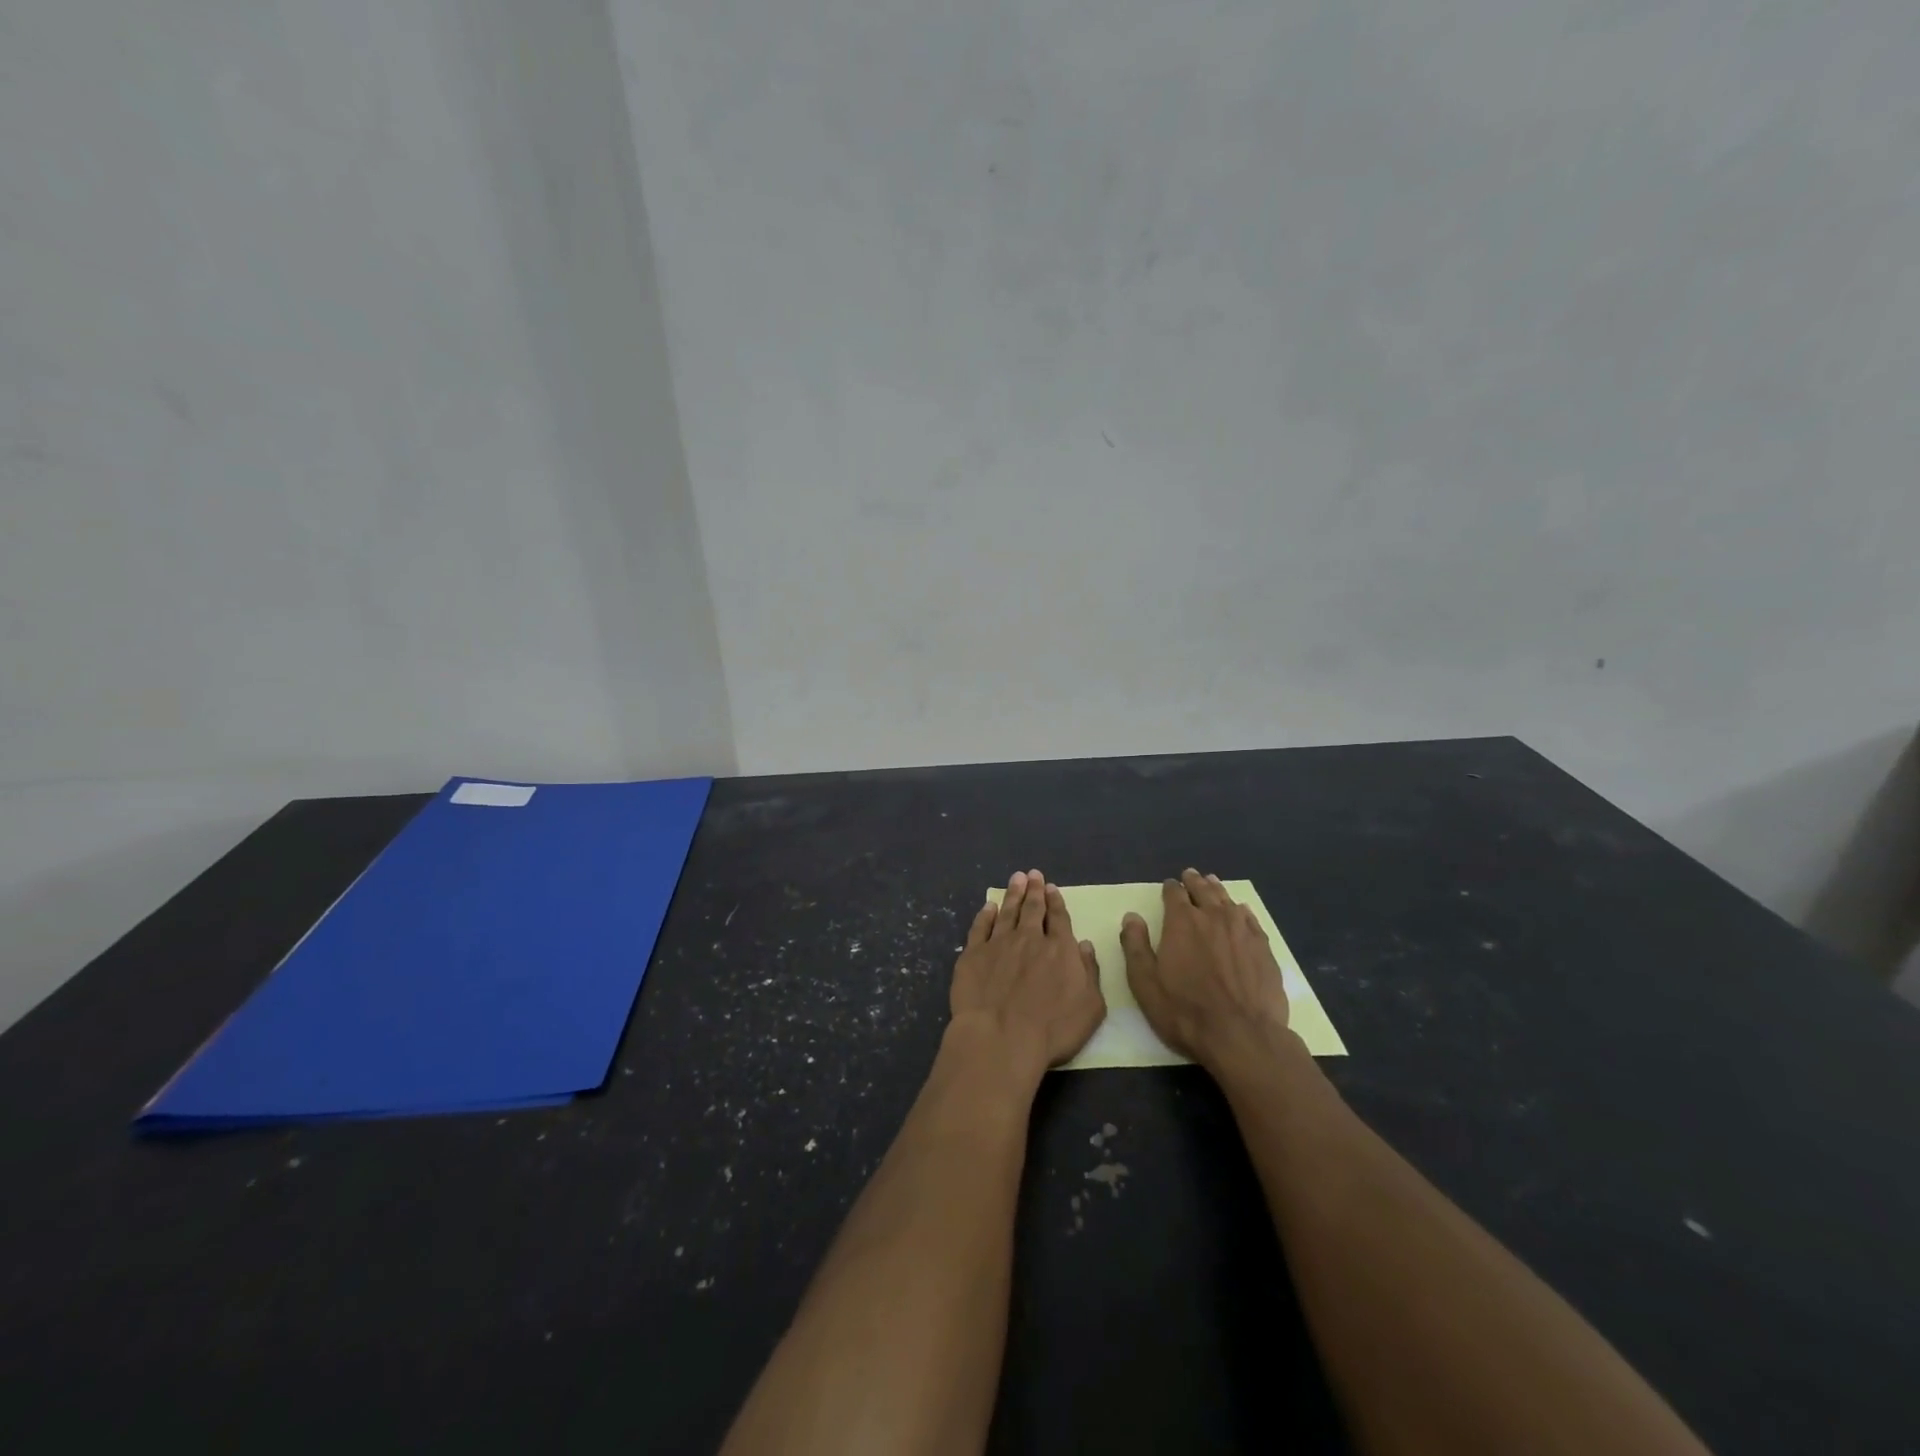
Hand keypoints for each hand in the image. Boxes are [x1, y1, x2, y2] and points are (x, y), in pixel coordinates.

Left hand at [949, 869, 1105, 1084]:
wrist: (1000, 1038)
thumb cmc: (1052, 1030)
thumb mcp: (1090, 1007)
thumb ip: (1090, 972)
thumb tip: (1085, 945)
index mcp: (1060, 949)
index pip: (1058, 918)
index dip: (1055, 902)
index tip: (1051, 887)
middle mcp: (1029, 939)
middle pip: (1032, 908)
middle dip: (1034, 890)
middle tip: (1033, 874)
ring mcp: (999, 944)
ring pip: (1007, 912)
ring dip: (1012, 894)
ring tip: (1016, 879)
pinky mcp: (972, 955)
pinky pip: (980, 928)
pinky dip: (985, 915)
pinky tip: (988, 906)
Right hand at [1120, 869, 1290, 1073]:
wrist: (1243, 1036)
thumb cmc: (1185, 1011)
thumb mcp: (1145, 983)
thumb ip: (1135, 946)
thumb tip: (1131, 916)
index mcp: (1182, 922)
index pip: (1174, 894)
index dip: (1170, 888)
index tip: (1169, 885)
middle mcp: (1213, 917)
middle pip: (1203, 890)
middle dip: (1194, 882)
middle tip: (1191, 875)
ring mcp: (1242, 931)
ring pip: (1228, 901)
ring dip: (1217, 890)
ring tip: (1213, 882)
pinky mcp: (1263, 948)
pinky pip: (1251, 920)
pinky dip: (1242, 910)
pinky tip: (1241, 910)